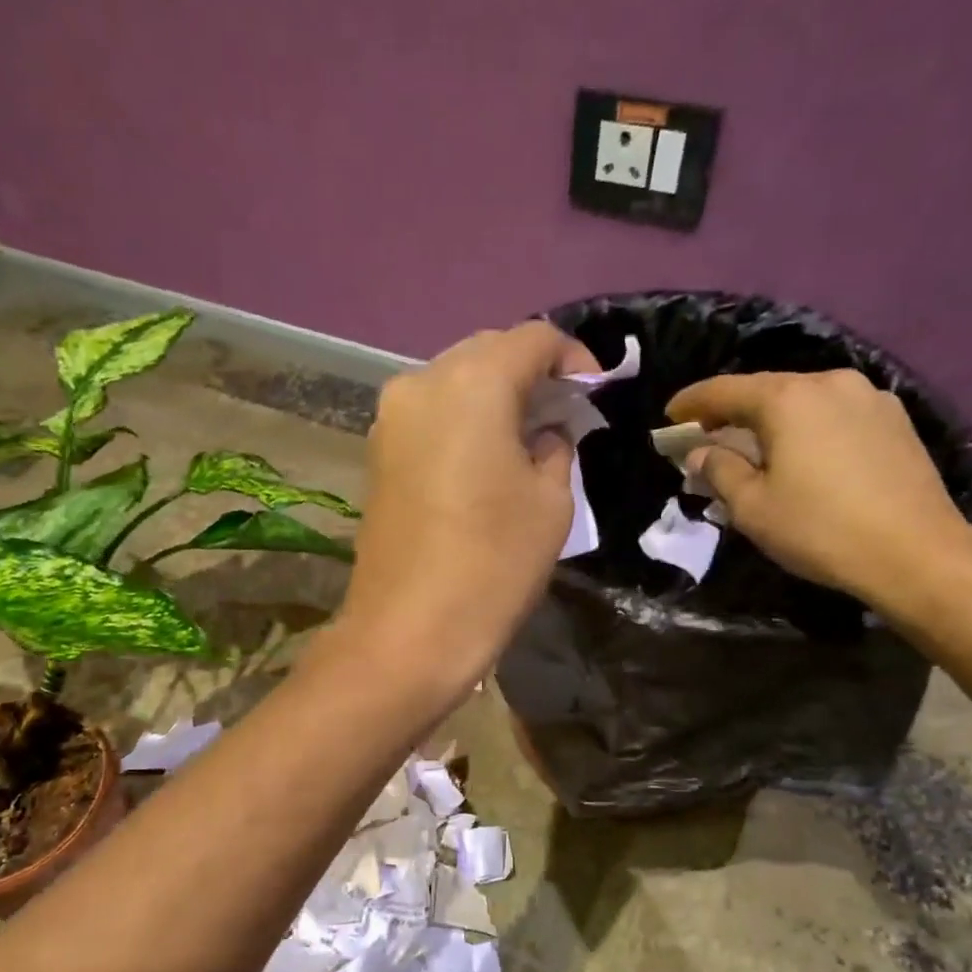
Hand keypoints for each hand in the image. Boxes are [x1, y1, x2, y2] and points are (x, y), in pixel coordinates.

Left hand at [338, 322, 598, 696]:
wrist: (408, 632)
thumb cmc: (493, 565)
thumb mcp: (550, 503)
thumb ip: (555, 449)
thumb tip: (543, 434)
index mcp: (473, 382)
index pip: (532, 339)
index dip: (572, 357)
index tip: (595, 392)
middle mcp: (421, 383)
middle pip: (486, 353)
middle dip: (530, 374)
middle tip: (563, 414)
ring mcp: (389, 419)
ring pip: (453, 384)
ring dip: (493, 398)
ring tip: (526, 438)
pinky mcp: (376, 455)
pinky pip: (429, 418)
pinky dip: (462, 422)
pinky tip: (484, 458)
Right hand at [665, 369, 971, 608]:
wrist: (915, 552)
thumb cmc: (819, 529)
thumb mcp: (752, 508)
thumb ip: (720, 471)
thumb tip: (700, 453)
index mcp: (787, 399)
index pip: (725, 389)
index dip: (692, 402)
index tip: (670, 416)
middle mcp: (829, 382)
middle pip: (767, 390)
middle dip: (733, 413)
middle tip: (709, 438)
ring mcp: (869, 397)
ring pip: (804, 402)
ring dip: (773, 422)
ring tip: (758, 450)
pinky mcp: (896, 420)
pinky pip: (835, 415)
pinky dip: (808, 429)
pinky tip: (805, 456)